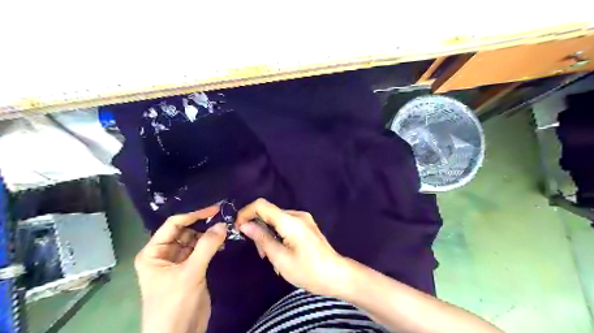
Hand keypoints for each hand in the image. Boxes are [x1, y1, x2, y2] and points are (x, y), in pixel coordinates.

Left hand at [136, 206, 226, 332]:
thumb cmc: (174, 303)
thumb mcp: (190, 273)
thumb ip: (206, 246)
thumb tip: (223, 224)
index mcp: (154, 252)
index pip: (174, 225)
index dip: (194, 215)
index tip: (215, 209)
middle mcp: (164, 253)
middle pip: (185, 230)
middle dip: (203, 224)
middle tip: (224, 217)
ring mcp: (179, 261)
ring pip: (195, 239)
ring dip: (209, 234)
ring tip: (226, 227)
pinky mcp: (191, 268)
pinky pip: (201, 250)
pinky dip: (212, 244)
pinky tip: (223, 240)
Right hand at [236, 198, 348, 295]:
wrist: (337, 275)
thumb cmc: (308, 271)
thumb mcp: (281, 258)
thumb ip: (262, 239)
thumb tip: (244, 225)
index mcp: (290, 221)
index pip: (261, 205)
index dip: (246, 212)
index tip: (238, 228)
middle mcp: (297, 214)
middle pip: (269, 213)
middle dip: (258, 229)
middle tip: (260, 253)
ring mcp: (304, 219)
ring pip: (276, 220)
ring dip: (268, 234)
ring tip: (271, 257)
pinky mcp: (306, 225)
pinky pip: (286, 224)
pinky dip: (278, 235)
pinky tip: (280, 252)